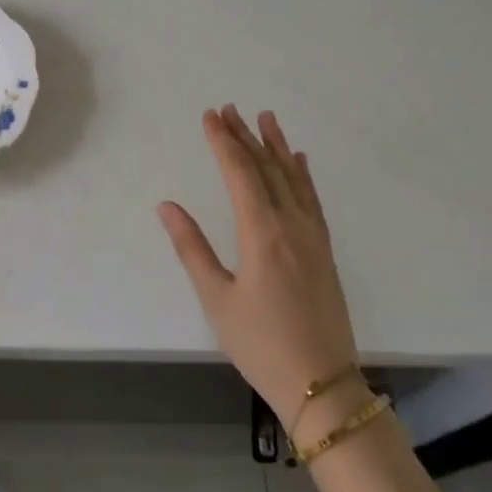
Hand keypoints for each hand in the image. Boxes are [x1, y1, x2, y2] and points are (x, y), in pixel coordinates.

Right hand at [158, 107, 357, 428]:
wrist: (322, 383)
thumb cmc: (260, 343)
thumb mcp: (216, 298)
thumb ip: (191, 248)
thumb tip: (167, 206)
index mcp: (262, 233)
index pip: (240, 174)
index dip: (223, 142)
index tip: (210, 117)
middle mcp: (291, 225)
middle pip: (266, 169)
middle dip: (245, 137)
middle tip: (228, 109)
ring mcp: (313, 236)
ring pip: (293, 178)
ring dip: (276, 146)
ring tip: (265, 117)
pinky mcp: (324, 249)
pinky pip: (312, 199)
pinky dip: (302, 175)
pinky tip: (298, 160)